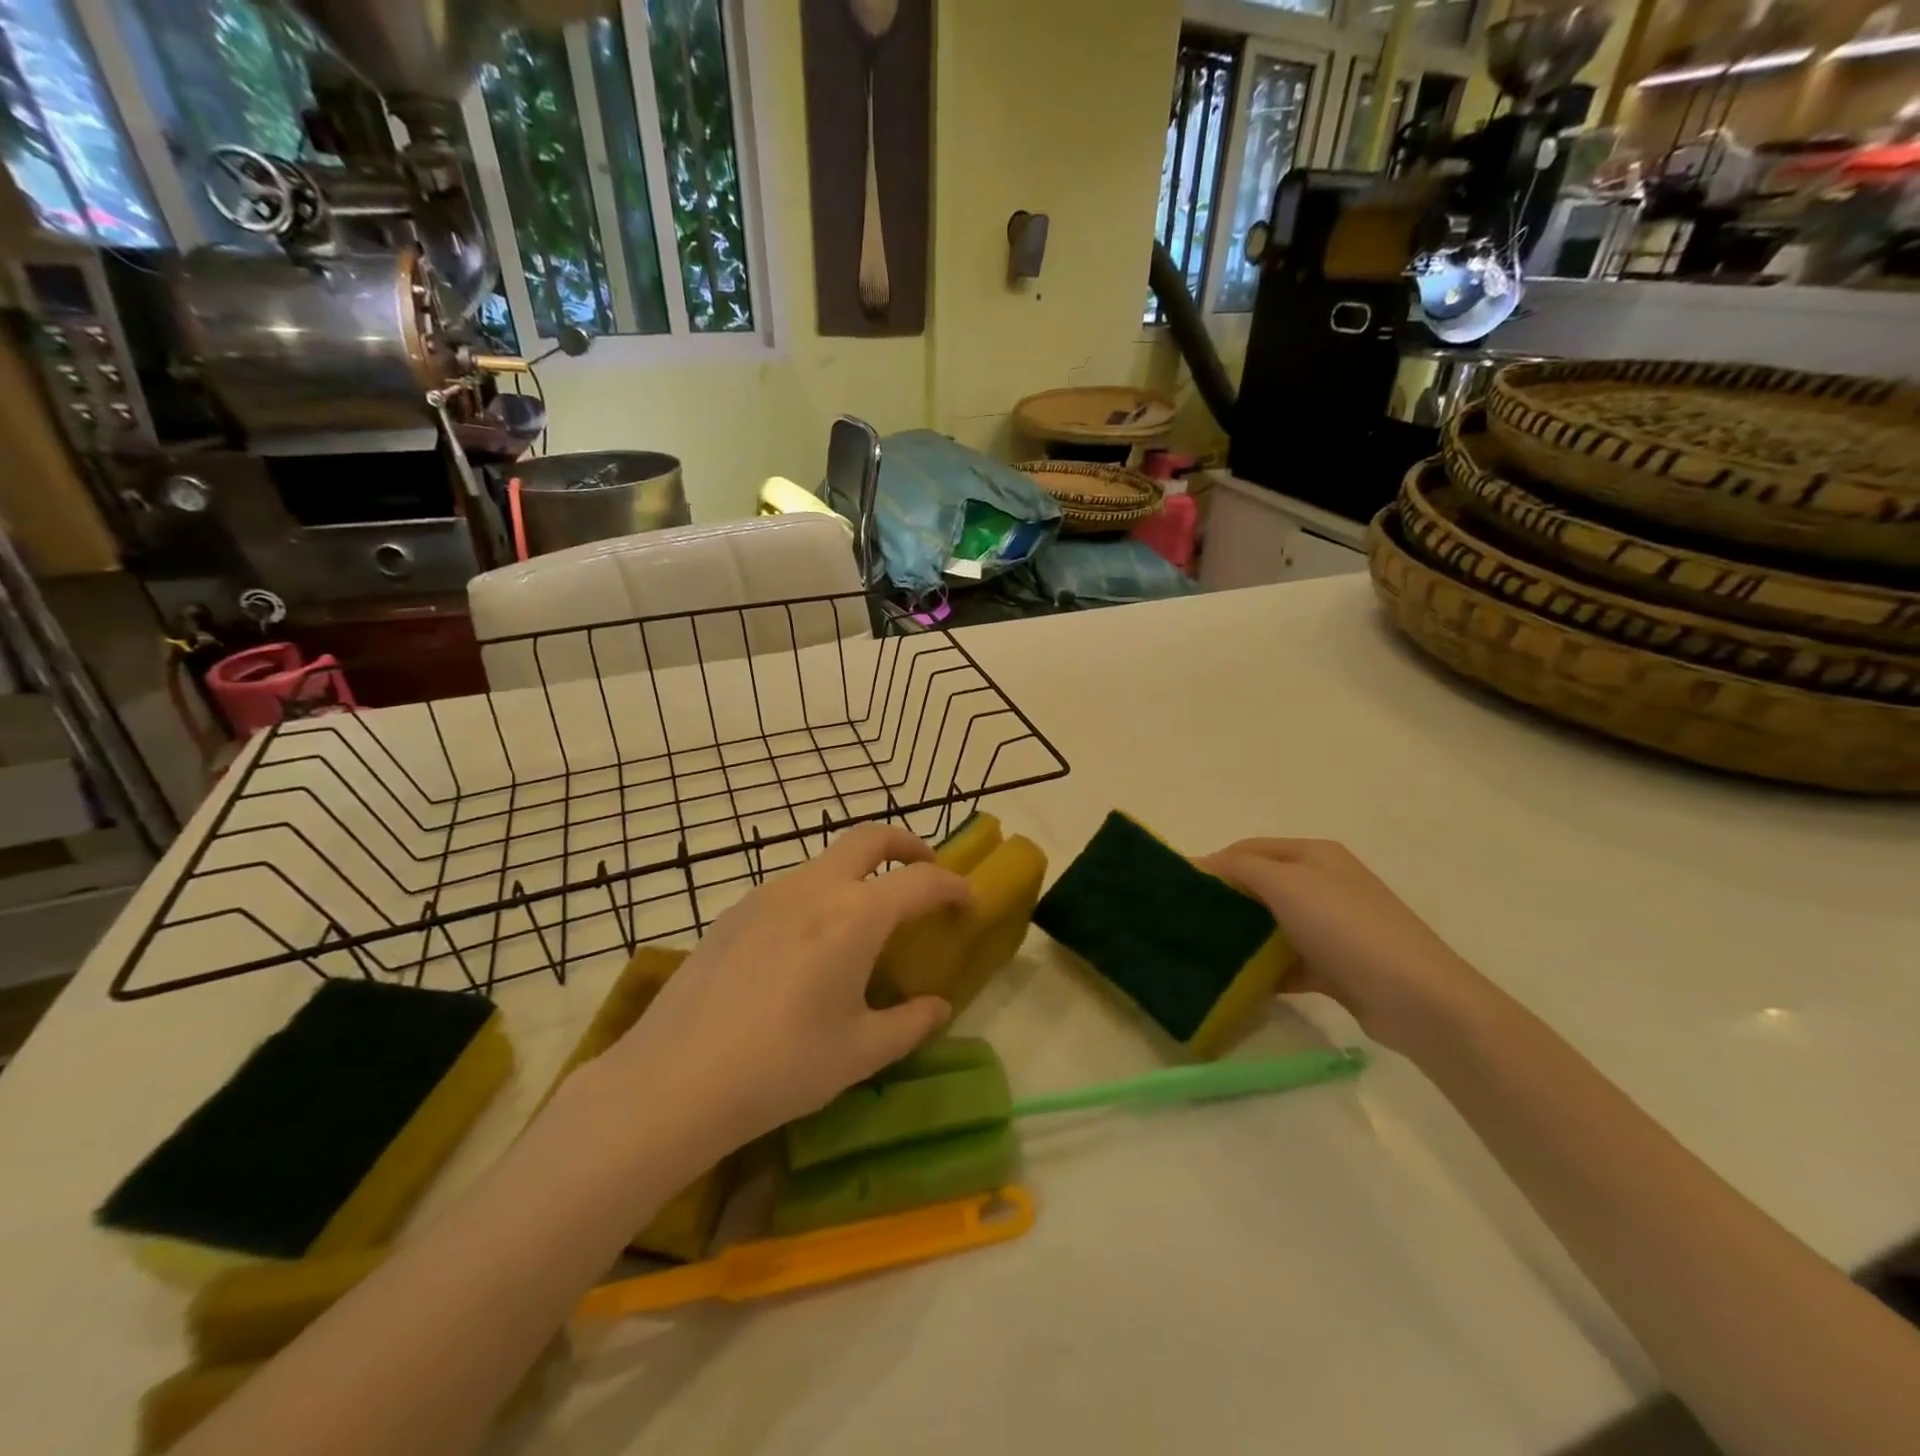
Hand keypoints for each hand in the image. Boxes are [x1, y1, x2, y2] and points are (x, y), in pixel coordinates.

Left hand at [603, 824, 972, 1154]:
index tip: (968, 902)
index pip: (921, 881)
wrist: (673, 1081)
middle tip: (925, 869)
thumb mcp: (860, 1052)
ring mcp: (767, 894)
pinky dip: (819, 896)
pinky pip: (791, 888)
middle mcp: (814, 888)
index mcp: (855, 915)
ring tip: (865, 920)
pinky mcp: (734, 912)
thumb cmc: (782, 1066)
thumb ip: (910, 1023)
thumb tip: (938, 1007)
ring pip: (826, 861)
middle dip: (907, 845)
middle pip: (869, 838)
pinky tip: (807, 947)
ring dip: (859, 873)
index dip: (953, 887)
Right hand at [1197, 839, 1481, 1052]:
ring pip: (1271, 925)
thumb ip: (1241, 868)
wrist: (1418, 999)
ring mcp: (1331, 927)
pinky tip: (1237, 982)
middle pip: (1260, 886)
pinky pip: (1287, 961)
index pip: (1249, 849)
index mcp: (1313, 855)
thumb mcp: (1287, 884)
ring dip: (1241, 936)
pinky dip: (1264, 969)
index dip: (1214, 863)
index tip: (1177, 888)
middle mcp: (1323, 884)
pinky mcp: (1335, 966)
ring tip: (1202, 951)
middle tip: (1185, 921)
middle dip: (1224, 900)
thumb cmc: (1346, 928)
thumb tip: (1199, 862)